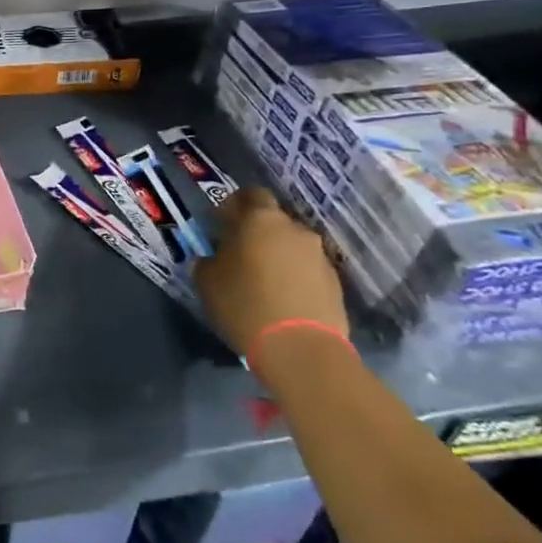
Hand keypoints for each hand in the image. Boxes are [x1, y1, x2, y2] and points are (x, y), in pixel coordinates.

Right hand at [193, 187, 347, 360]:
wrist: (301, 348)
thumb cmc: (244, 304)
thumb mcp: (207, 281)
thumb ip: (209, 259)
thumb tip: (215, 257)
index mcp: (260, 220)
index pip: (250, 194)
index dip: (235, 204)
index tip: (221, 223)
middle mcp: (294, 229)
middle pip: (273, 221)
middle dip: (256, 232)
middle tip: (239, 254)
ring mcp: (319, 255)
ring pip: (291, 246)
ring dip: (277, 255)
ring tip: (262, 281)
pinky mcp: (334, 282)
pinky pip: (306, 269)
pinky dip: (294, 277)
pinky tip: (281, 298)